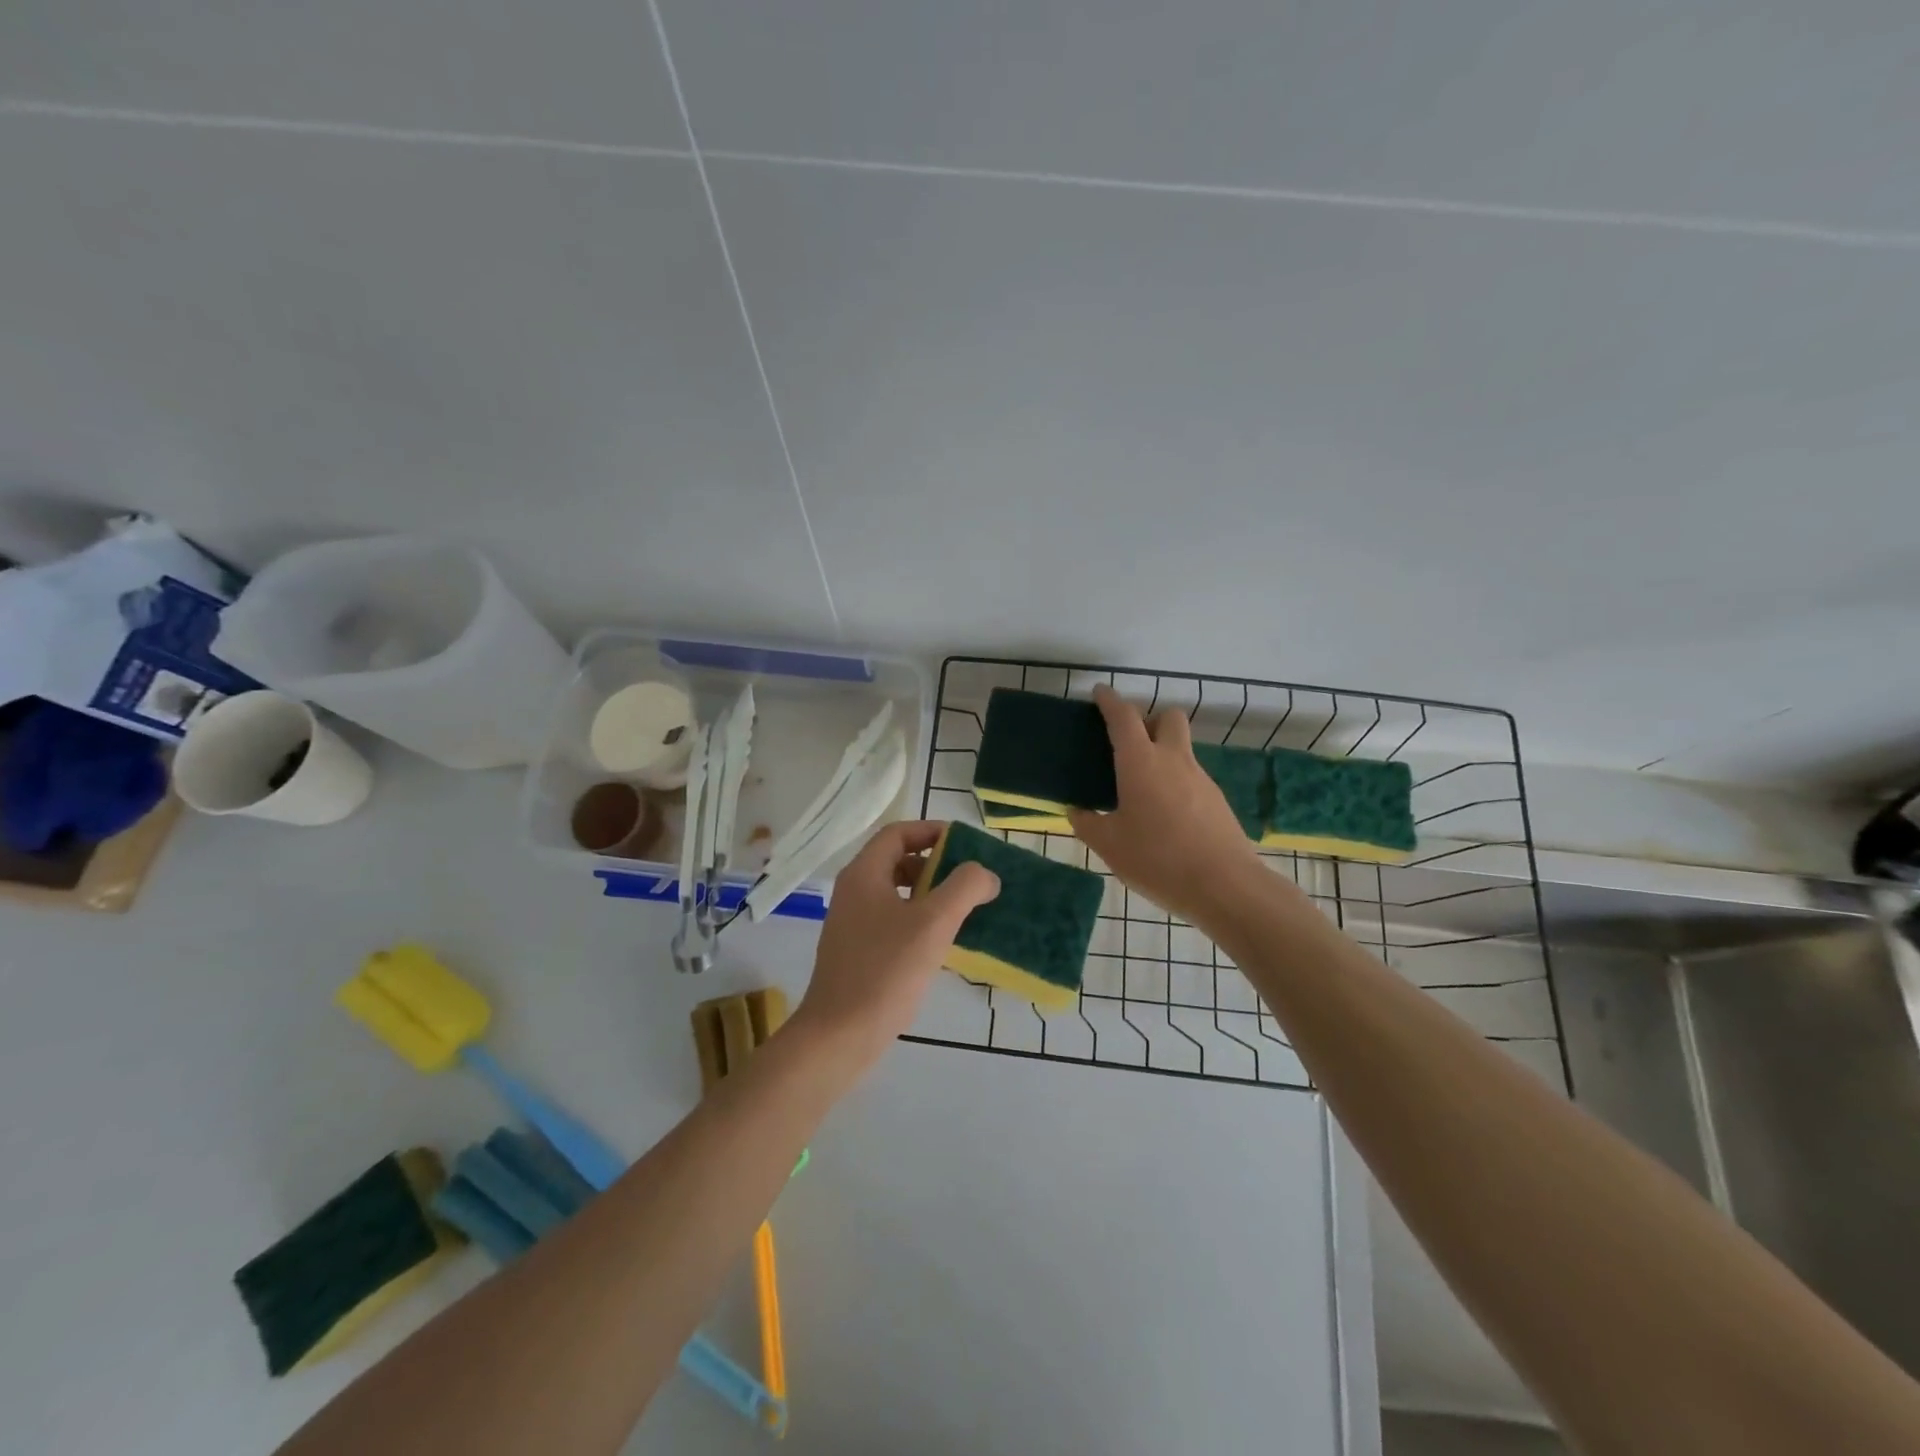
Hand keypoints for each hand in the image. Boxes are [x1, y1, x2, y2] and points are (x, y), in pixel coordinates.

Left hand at [795, 820, 1000, 1067]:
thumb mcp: (933, 924)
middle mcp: (853, 891)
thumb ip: (964, 888)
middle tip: (969, 878)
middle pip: (896, 859)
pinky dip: (918, 919)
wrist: (839, 1035)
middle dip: (935, 863)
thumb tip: (985, 874)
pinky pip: (892, 919)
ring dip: (929, 893)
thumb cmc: (885, 972)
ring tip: (962, 909)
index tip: (966, 843)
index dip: (932, 830)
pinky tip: (942, 942)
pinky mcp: (857, 951)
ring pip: (896, 892)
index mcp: (863, 874)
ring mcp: (852, 923)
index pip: (898, 833)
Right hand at [1068, 685, 1261, 922]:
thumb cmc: (1158, 860)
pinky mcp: (1217, 800)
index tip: (1100, 693)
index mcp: (1141, 763)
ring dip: (1162, 754)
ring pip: (1181, 748)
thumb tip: (1077, 812)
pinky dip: (1176, 782)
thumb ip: (1088, 824)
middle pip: (1168, 717)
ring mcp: (1200, 778)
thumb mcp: (1110, 846)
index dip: (1110, 701)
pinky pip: (1191, 777)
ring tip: (1142, 790)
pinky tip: (1165, 815)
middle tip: (1130, 745)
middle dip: (1149, 720)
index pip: (1123, 717)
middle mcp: (1173, 760)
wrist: (1225, 886)